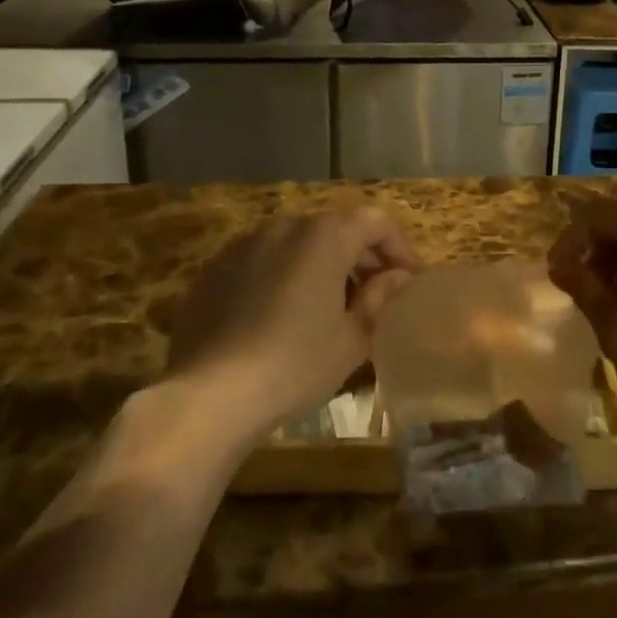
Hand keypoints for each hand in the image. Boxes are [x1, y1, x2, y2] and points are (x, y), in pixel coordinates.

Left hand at [166, 208, 419, 436]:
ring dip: (323, 264)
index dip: (399, 248)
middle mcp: (286, 226)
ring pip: (299, 243)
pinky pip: (264, 260)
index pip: (376, 222)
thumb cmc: (294, 364)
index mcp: (325, 236)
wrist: (207, 395)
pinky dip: (285, 275)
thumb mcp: (352, 339)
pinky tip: (283, 315)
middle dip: (362, 257)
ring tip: (329, 307)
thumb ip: (380, 299)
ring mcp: (246, 244)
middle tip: (375, 296)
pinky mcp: (216, 268)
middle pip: (337, 228)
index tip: (409, 281)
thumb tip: (398, 278)